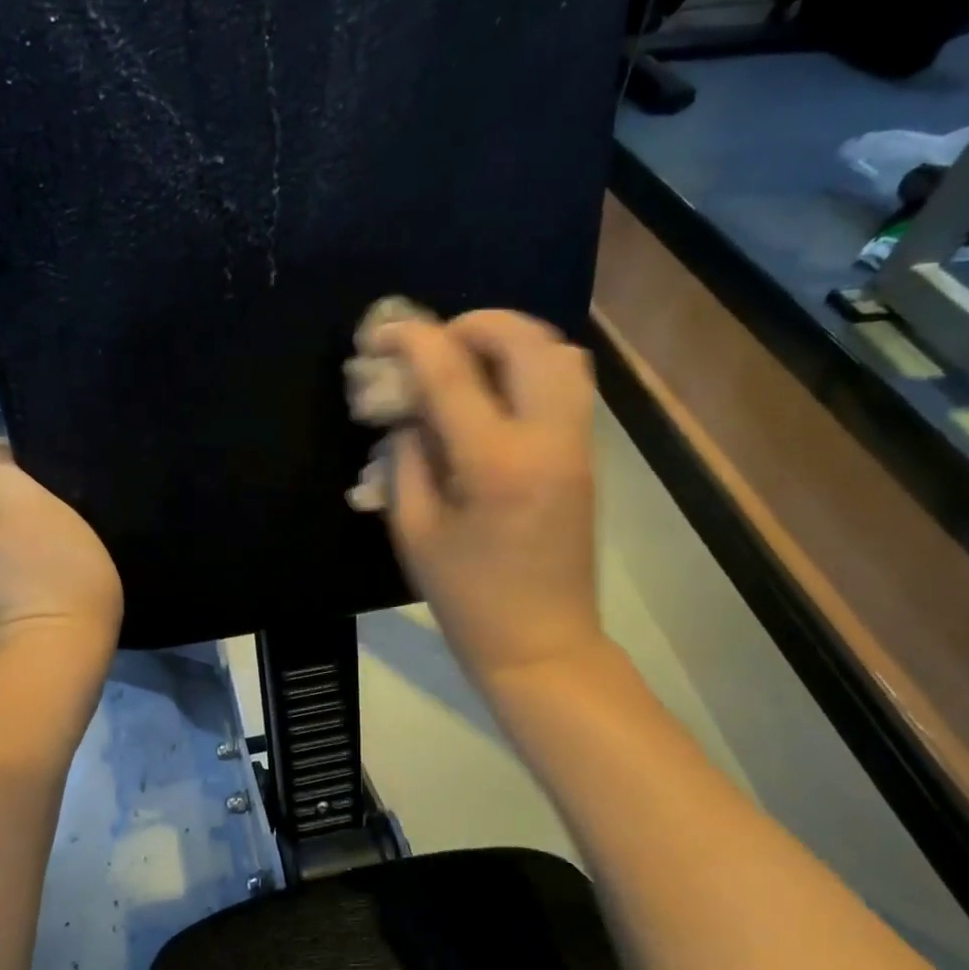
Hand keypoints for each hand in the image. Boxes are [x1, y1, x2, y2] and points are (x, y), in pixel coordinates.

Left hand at [0, 440, 123, 653]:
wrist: (62, 653)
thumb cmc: (53, 573)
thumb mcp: (26, 505)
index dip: (14, 453)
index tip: (53, 467)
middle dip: (15, 484)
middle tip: (60, 493)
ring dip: (22, 516)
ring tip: (60, 520)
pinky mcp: (1, 600)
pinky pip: (9, 555)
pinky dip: (27, 546)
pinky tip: (53, 553)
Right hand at [371, 309, 602, 688]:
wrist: (541, 644)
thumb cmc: (467, 599)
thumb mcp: (415, 531)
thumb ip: (406, 459)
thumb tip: (407, 412)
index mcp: (495, 463)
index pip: (452, 373)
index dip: (413, 340)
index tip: (383, 329)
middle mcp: (547, 439)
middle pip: (526, 340)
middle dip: (474, 325)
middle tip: (435, 344)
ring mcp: (576, 445)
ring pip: (560, 354)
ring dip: (511, 341)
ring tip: (468, 363)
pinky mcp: (585, 457)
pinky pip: (567, 385)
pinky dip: (530, 368)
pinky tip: (493, 397)